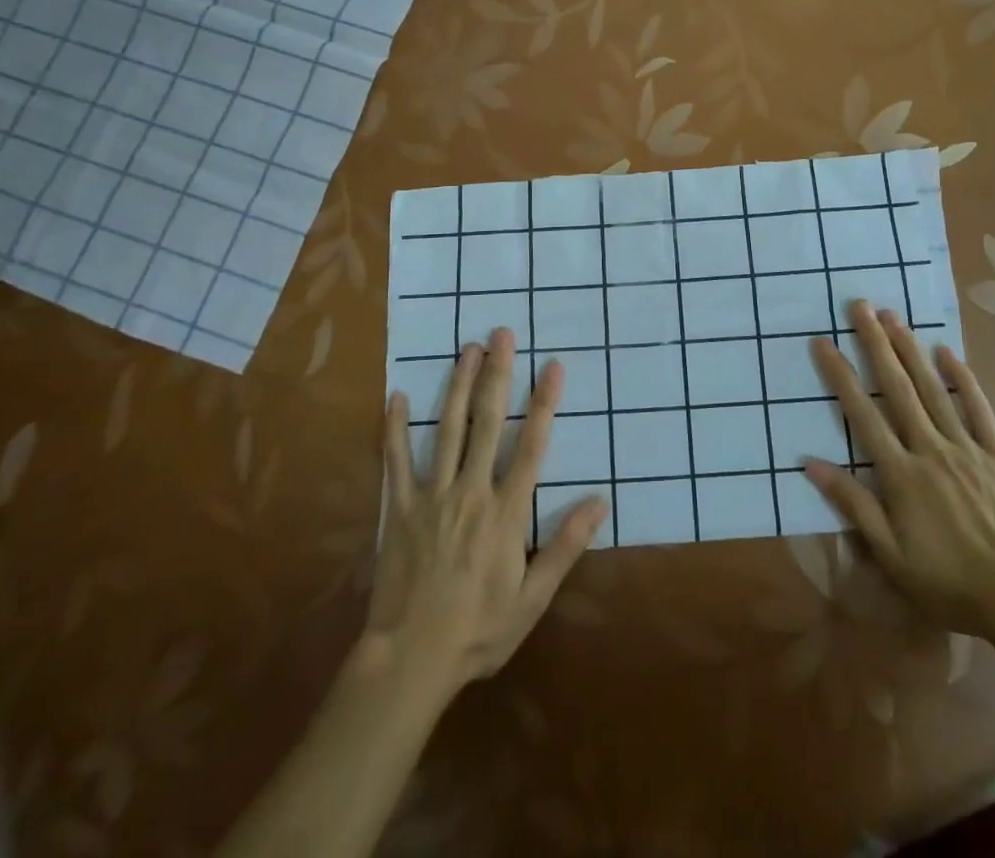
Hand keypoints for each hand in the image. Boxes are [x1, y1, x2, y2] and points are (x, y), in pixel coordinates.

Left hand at [368, 329, 607, 699]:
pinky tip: (396, 396)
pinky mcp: (398, 509)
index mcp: (505, 513)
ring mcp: (431, 496)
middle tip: (501, 334)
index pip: (531, 445)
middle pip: (486, 422)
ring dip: (457, 385)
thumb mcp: (533, 598)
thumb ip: (565, 546)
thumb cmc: (479, 630)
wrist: (411, 661)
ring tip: (466, 349)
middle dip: (497, 375)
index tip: (552, 366)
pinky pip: (395, 461)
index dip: (543, 403)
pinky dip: (394, 428)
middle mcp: (470, 492)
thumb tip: (600, 501)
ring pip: (446, 429)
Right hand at [804, 302, 994, 641]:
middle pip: (897, 388)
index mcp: (901, 475)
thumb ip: (853, 504)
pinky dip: (963, 377)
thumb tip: (809, 463)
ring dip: (911, 350)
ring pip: (933, 389)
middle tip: (860, 306)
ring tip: (893, 316)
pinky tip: (947, 351)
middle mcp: (930, 449)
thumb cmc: (950, 582)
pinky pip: (978, 408)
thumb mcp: (891, 555)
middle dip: (876, 344)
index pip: (862, 414)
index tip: (823, 342)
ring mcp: (967, 448)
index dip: (840, 376)